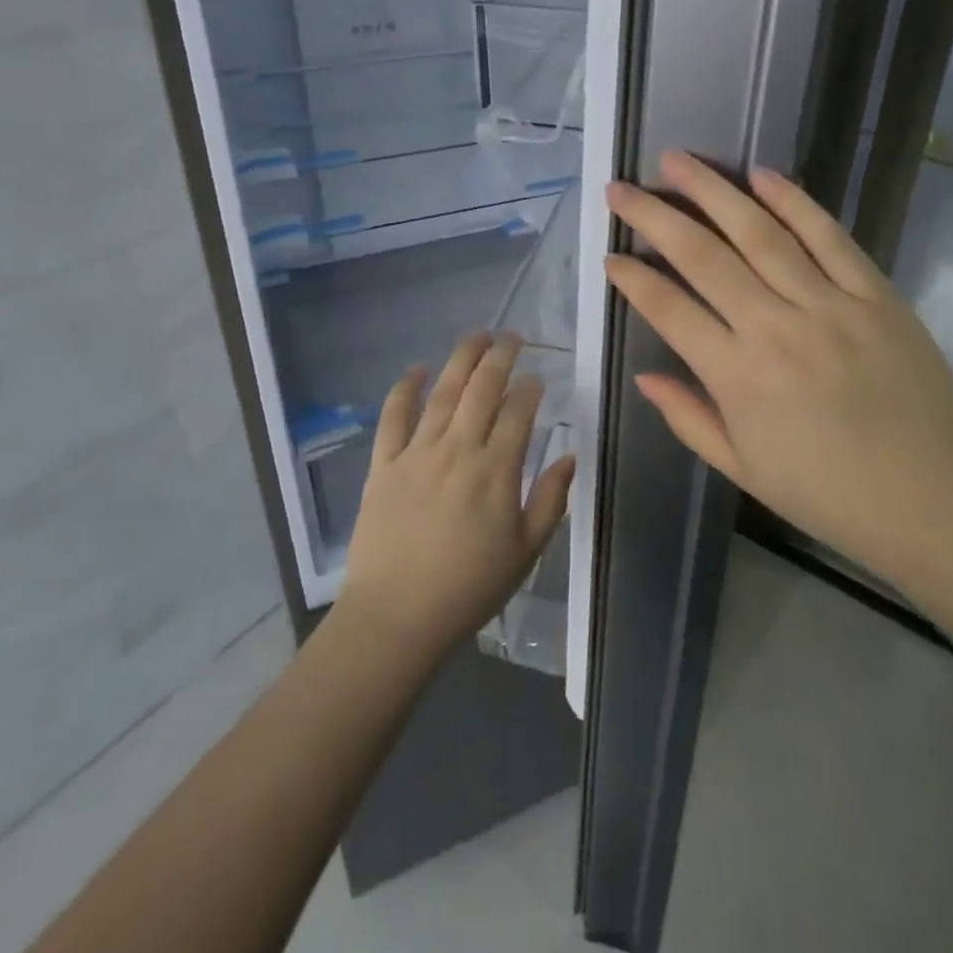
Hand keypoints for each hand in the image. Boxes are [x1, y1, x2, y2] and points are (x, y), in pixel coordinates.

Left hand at [339, 332, 576, 657]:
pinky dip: (403, 389)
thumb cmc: (469, 589)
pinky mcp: (383, 464)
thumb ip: (550, 500)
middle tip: (511, 336)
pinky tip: (415, 369)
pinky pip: (393, 417)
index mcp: (496, 470)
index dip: (530, 388)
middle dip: (500, 356)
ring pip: (442, 392)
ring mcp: (417, 453)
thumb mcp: (526, 552)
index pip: (519, 411)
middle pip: (482, 389)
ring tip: (476, 336)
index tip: (537, 377)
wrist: (397, 617)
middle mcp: (458, 449)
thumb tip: (568, 456)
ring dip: (461, 359)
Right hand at [604, 151, 952, 583]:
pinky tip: (761, 174)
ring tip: (677, 161)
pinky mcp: (875, 294)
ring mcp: (829, 305)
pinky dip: (794, 201)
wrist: (939, 505)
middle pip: (703, 256)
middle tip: (622, 187)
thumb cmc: (830, 496)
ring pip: (759, 233)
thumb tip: (644, 375)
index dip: (632, 278)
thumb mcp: (743, 470)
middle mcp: (775, 328)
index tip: (609, 253)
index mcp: (737, 377)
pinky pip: (829, 237)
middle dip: (654, 216)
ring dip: (713, 192)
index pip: (669, 309)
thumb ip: (688, 418)